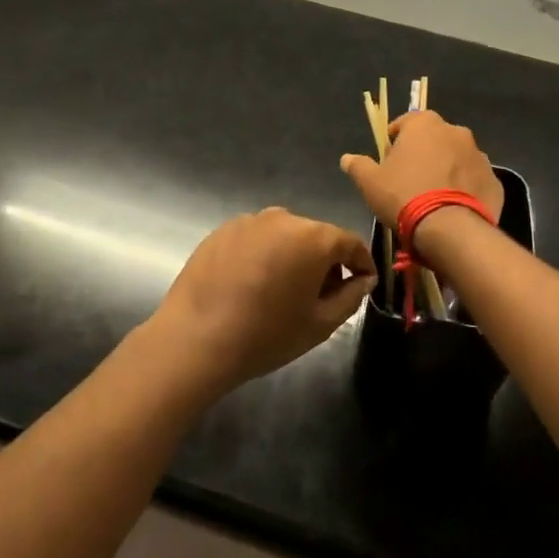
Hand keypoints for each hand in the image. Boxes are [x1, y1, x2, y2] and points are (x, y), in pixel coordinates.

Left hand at [155, 208, 376, 394]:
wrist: (195, 339)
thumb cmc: (266, 334)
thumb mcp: (320, 324)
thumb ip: (351, 296)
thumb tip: (363, 279)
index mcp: (313, 237)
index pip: (350, 243)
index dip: (362, 263)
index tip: (364, 283)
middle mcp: (282, 218)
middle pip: (316, 236)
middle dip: (325, 262)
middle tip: (322, 296)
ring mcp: (248, 221)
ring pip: (284, 236)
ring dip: (292, 257)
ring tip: (283, 292)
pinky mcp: (221, 231)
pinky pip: (255, 240)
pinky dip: (263, 256)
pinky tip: (252, 286)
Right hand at [339, 111, 503, 240]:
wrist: (449, 228)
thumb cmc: (404, 196)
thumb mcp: (370, 182)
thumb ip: (358, 166)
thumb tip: (347, 158)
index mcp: (425, 125)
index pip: (407, 122)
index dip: (396, 138)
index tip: (389, 157)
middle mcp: (456, 132)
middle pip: (435, 138)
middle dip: (424, 152)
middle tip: (411, 178)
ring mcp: (480, 156)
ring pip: (457, 158)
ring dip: (447, 169)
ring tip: (434, 195)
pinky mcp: (494, 181)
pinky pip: (474, 180)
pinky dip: (465, 188)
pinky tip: (453, 208)